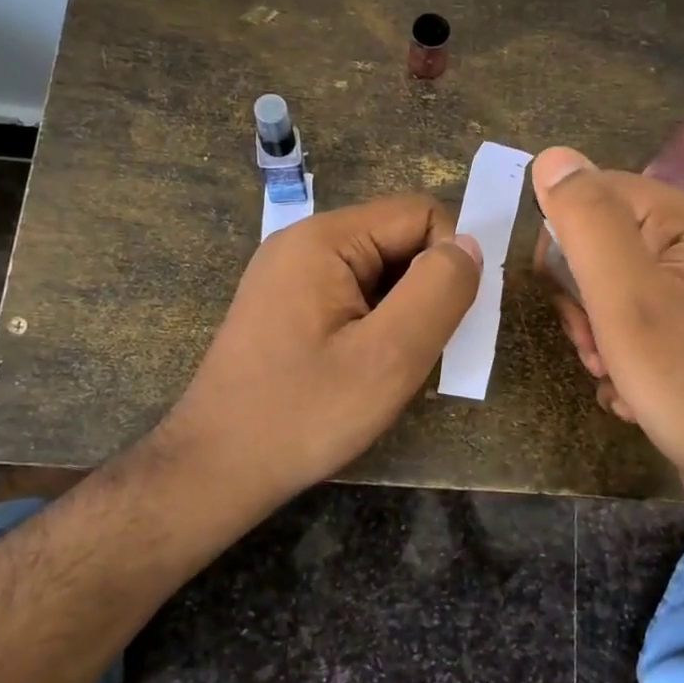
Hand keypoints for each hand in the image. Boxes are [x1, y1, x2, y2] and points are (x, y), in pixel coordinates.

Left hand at [155, 195, 481, 502]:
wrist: (215, 468)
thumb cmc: (304, 414)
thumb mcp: (389, 356)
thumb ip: (439, 291)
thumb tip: (469, 245)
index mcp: (325, 239)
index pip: (420, 214)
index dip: (450, 260)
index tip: (449, 321)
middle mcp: (303, 242)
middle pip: (398, 240)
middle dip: (425, 289)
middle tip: (419, 353)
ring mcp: (289, 274)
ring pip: (379, 271)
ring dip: (402, 312)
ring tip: (391, 367)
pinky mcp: (285, 304)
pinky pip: (352, 295)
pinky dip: (375, 324)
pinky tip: (364, 368)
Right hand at [530, 147, 683, 518]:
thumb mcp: (625, 297)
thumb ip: (587, 221)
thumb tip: (552, 157)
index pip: (599, 193)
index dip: (565, 240)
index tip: (563, 294)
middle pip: (608, 246)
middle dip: (584, 300)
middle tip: (596, 346)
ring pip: (618, 292)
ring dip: (600, 335)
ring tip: (613, 375)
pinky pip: (643, 325)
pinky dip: (626, 357)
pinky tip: (633, 393)